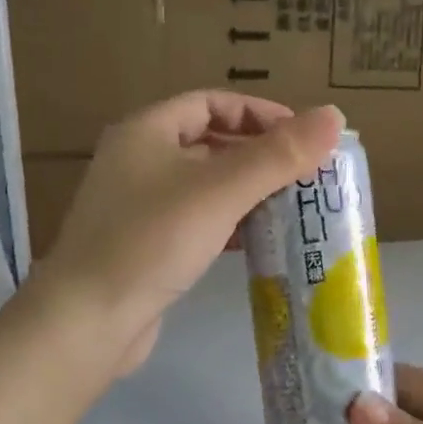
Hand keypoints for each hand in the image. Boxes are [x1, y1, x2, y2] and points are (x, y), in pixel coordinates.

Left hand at [36, 91, 342, 373]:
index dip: (259, 113)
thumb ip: (278, 155)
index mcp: (146, 131)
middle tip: (306, 175)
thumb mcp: (221, 191)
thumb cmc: (152, 241)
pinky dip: (229, 223)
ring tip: (293, 206)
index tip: (303, 137)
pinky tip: (259, 240)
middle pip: (209, 142)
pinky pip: (197, 221)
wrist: (88, 321)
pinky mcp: (146, 246)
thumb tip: (334, 116)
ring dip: (248, 191)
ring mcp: (139, 206)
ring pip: (205, 185)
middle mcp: (138, 161)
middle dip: (259, 155)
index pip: (211, 102)